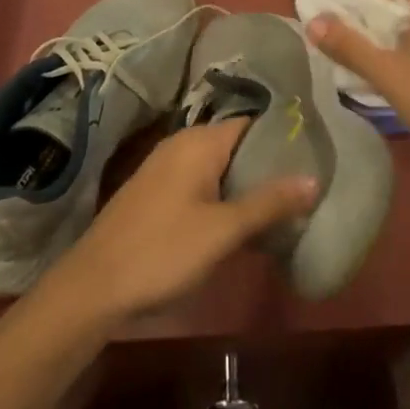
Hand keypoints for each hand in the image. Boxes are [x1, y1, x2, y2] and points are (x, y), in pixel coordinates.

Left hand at [49, 121, 317, 319]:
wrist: (95, 286)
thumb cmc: (164, 250)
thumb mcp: (223, 230)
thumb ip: (269, 203)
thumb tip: (313, 178)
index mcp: (200, 141)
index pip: (251, 122)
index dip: (282, 137)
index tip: (314, 153)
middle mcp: (182, 143)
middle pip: (236, 144)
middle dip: (267, 165)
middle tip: (305, 185)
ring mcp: (166, 167)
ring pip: (219, 166)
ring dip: (246, 183)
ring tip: (283, 205)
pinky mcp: (157, 192)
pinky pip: (201, 182)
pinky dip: (224, 195)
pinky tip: (242, 221)